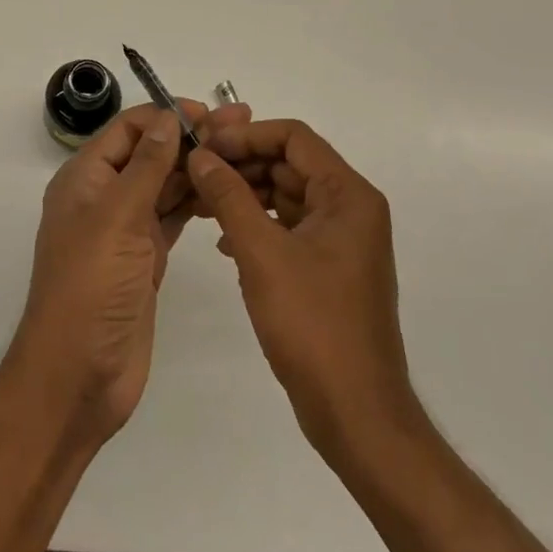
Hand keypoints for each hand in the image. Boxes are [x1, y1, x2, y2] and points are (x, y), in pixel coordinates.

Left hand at [12, 99, 251, 444]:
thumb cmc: (90, 287)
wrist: (78, 377)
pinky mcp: (146, 258)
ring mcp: (126, 229)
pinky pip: (174, 217)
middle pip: (151, 153)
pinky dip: (197, 202)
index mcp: (85, 178)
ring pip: (165, 185)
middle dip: (191, 138)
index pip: (128, 129)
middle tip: (242, 125)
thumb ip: (146, 165)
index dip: (166, 116)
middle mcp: (105, 197)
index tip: (209, 112)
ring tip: (243, 152)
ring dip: (198, 167)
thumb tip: (168, 117)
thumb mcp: (116, 217)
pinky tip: (227, 191)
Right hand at [186, 119, 420, 461]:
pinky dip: (257, 225)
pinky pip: (289, 227)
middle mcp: (350, 208)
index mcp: (347, 195)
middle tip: (195, 172)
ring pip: (286, 195)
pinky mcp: (329, 267)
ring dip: (245, 195)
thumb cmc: (313, 325)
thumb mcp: (262, 253)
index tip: (205, 147)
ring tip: (201, 203)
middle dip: (241, 164)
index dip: (246, 135)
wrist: (357, 415)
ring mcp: (341, 239)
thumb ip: (228, 196)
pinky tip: (225, 243)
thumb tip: (199, 155)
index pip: (293, 137)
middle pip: (289, 163)